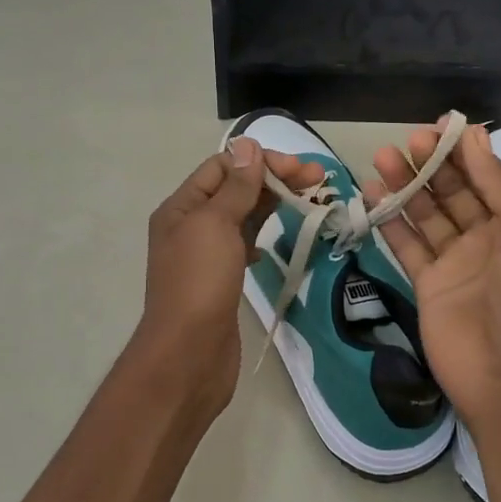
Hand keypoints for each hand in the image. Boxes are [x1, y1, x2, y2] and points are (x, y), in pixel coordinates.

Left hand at [132, 137, 318, 424]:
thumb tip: (248, 146)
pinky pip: (244, 245)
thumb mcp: (215, 225)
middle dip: (274, 180)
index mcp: (181, 207)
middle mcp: (190, 226)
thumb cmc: (199, 284)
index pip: (223, 167)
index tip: (300, 169)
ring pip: (243, 217)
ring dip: (273, 204)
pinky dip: (263, 235)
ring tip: (310, 200)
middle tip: (319, 180)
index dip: (261, 161)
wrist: (188, 356)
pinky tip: (279, 237)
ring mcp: (205, 255)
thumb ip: (235, 187)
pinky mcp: (221, 280)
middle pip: (235, 190)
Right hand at [371, 124, 500, 435]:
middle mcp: (486, 238)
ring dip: (405, 186)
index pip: (485, 177)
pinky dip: (390, 221)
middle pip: (451, 191)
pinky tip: (373, 195)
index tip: (437, 128)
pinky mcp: (426, 284)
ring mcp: (454, 262)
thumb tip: (475, 137)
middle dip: (430, 164)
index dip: (462, 152)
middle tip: (405, 142)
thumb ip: (500, 187)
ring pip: (425, 214)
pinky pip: (406, 245)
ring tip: (381, 159)